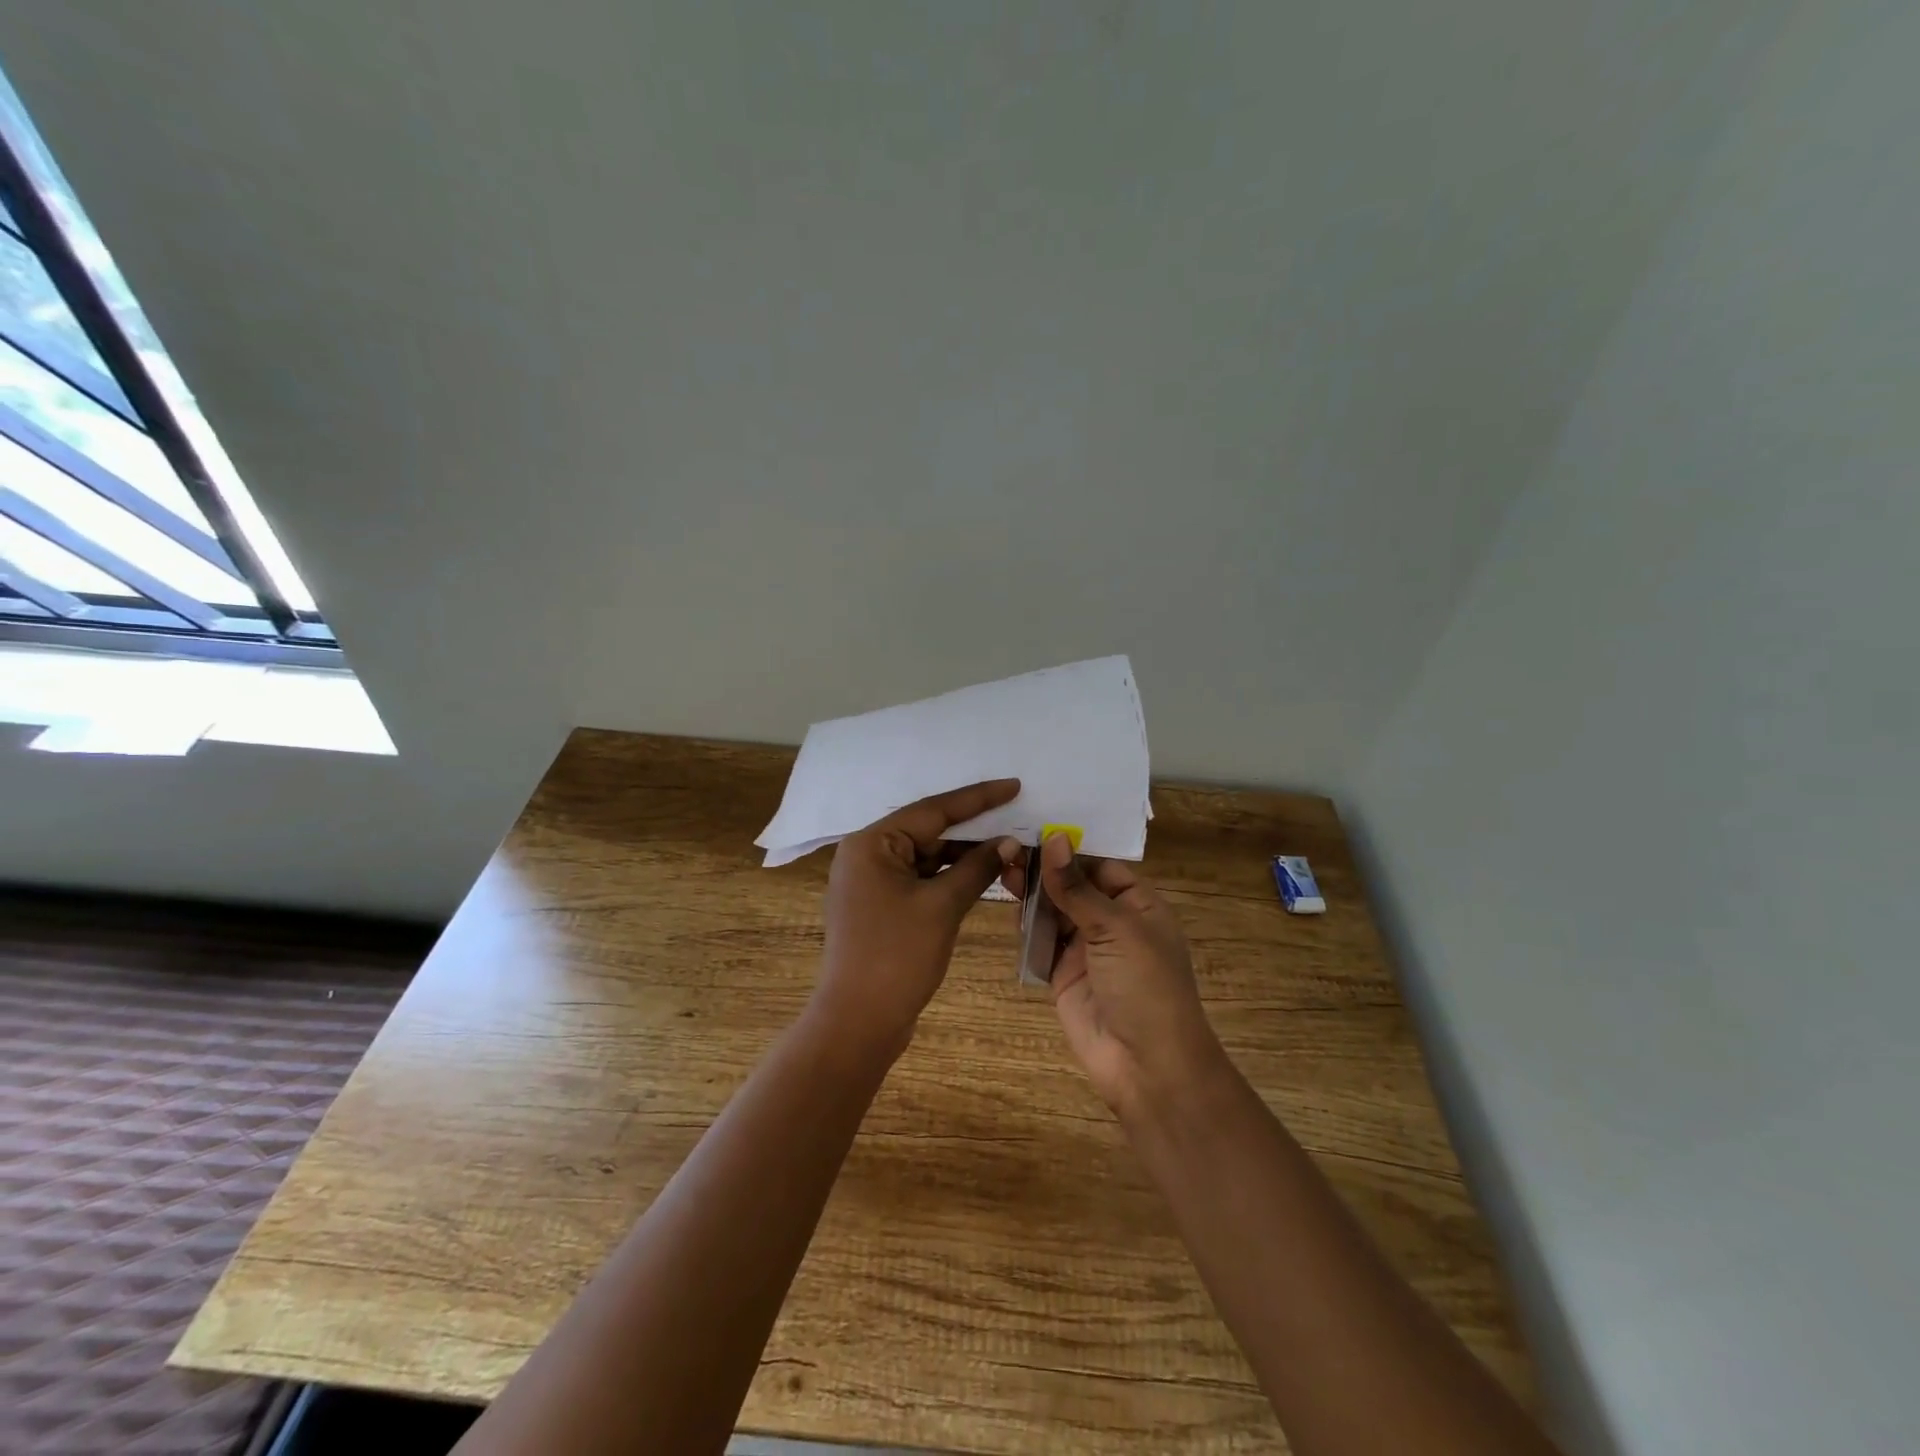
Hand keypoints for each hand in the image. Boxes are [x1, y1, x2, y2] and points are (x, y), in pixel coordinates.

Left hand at [815, 779, 1023, 1060]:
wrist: (858, 1021)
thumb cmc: (897, 956)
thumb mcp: (942, 906)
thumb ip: (976, 867)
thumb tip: (1008, 842)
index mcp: (871, 843)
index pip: (933, 810)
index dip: (977, 798)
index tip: (1013, 786)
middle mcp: (866, 854)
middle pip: (928, 831)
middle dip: (973, 830)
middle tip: (1017, 818)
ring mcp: (871, 882)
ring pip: (926, 856)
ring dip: (964, 856)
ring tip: (1008, 850)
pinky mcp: (880, 906)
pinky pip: (920, 878)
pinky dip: (949, 877)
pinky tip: (981, 874)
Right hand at [1006, 833, 1227, 1116]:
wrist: (1146, 1065)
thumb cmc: (1145, 985)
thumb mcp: (1116, 928)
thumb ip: (1077, 886)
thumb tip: (1055, 837)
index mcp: (1137, 904)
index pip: (1099, 865)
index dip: (1069, 848)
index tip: (1032, 826)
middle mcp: (1111, 921)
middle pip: (1072, 885)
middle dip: (1043, 868)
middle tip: (1007, 848)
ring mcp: (1085, 948)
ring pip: (1052, 910)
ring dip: (1030, 892)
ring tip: (1001, 867)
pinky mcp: (1061, 973)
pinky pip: (1040, 940)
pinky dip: (1025, 924)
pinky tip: (1007, 904)